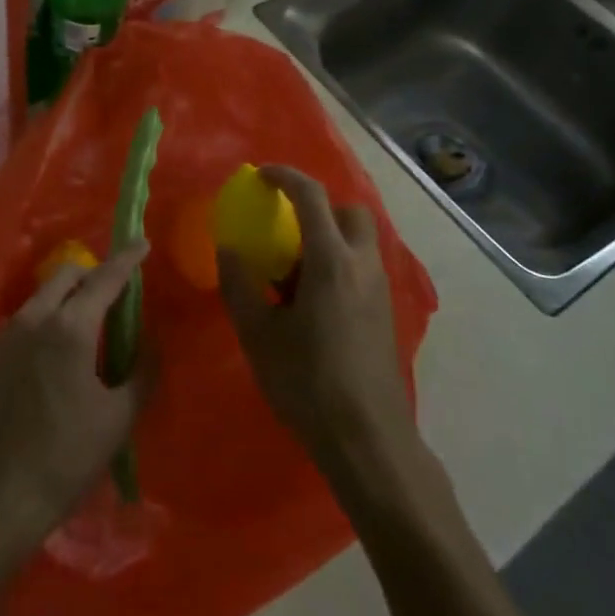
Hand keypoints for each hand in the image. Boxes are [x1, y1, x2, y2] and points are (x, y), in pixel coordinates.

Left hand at [0, 245, 148, 553]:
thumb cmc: (67, 457)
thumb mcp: (118, 417)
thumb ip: (142, 371)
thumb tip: (152, 342)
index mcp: (70, 327)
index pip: (104, 279)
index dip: (127, 259)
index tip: (142, 242)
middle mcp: (34, 318)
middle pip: (67, 275)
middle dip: (92, 275)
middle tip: (114, 296)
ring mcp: (5, 334)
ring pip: (42, 296)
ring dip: (67, 298)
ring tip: (85, 328)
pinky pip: (24, 320)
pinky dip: (45, 320)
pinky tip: (54, 355)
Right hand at [217, 167, 415, 478]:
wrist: (367, 439)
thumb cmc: (308, 383)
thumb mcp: (259, 335)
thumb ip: (239, 286)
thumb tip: (229, 250)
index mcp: (331, 261)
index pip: (312, 196)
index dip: (285, 177)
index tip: (262, 176)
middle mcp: (362, 265)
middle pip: (349, 212)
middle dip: (319, 207)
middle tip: (287, 228)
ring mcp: (379, 289)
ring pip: (359, 240)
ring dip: (329, 237)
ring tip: (293, 271)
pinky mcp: (385, 313)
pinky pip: (362, 266)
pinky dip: (339, 262)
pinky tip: (312, 302)